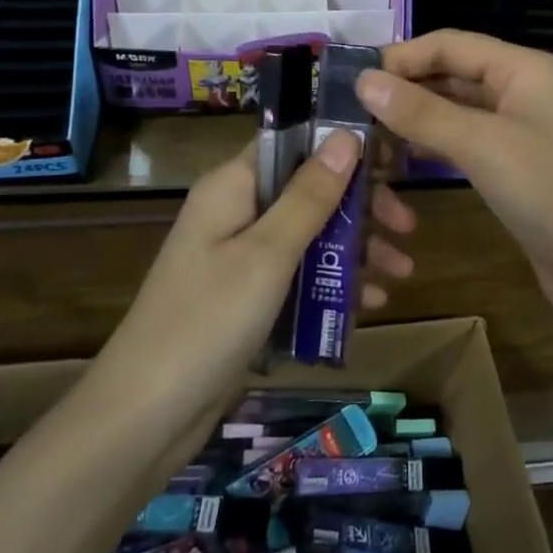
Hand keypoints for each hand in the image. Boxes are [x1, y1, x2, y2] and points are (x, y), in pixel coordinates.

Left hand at [111, 134, 419, 396]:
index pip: (294, 143)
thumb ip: (309, 195)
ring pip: (310, 235)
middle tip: (407, 226)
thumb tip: (346, 135)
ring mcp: (241, 258)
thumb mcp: (268, 254)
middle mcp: (237, 212)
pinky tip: (371, 303)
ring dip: (356, 249)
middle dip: (360, 206)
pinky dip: (333, 284)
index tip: (392, 160)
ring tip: (402, 272)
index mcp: (233, 187)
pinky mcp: (248, 298)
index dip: (342, 146)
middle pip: (309, 191)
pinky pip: (300, 276)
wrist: (146, 417)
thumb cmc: (208, 321)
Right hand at [356, 31, 552, 329]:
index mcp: (521, 69)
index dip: (399, 57)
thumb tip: (363, 80)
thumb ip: (422, 112)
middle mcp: (519, 91)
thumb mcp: (484, 146)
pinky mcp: (511, 168)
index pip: (448, 44)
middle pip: (449, 75)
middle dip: (401, 89)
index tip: (348, 79)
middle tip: (347, 114)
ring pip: (452, 112)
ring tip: (363, 139)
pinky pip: (462, 144)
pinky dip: (430, 147)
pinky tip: (398, 162)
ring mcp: (516, 131)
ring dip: (412, 120)